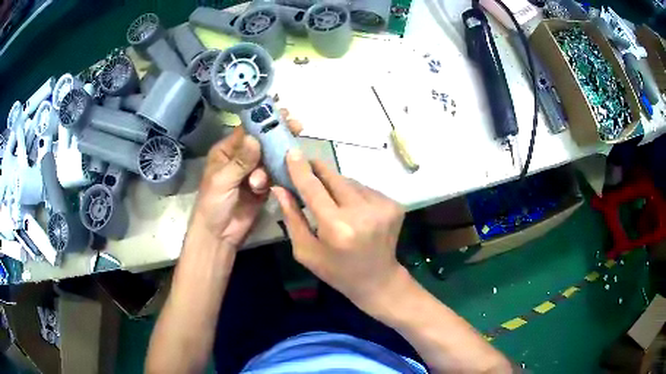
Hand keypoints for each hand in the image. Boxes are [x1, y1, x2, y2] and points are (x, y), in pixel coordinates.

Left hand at [190, 110, 302, 250]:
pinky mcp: (263, 187)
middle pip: (262, 141)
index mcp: (226, 151)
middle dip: (277, 135)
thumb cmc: (212, 205)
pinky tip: (286, 172)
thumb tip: (254, 138)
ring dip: (276, 160)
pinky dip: (280, 175)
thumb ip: (240, 161)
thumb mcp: (222, 181)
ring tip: (276, 166)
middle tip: (296, 125)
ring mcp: (253, 172)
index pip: (246, 130)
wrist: (219, 235)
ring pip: (271, 158)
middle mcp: (241, 158)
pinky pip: (275, 175)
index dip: (262, 120)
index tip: (281, 111)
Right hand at [272, 149, 404, 302]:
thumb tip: (280, 188)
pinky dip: (354, 194)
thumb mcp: (306, 251)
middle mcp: (362, 213)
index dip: (301, 169)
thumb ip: (292, 217)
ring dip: (337, 185)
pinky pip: (365, 189)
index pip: (314, 189)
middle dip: (318, 170)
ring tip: (333, 200)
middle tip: (307, 166)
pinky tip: (353, 209)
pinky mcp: (394, 205)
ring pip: (350, 182)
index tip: (291, 152)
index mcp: (337, 228)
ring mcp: (382, 206)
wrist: (378, 279)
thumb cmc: (336, 271)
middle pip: (334, 178)